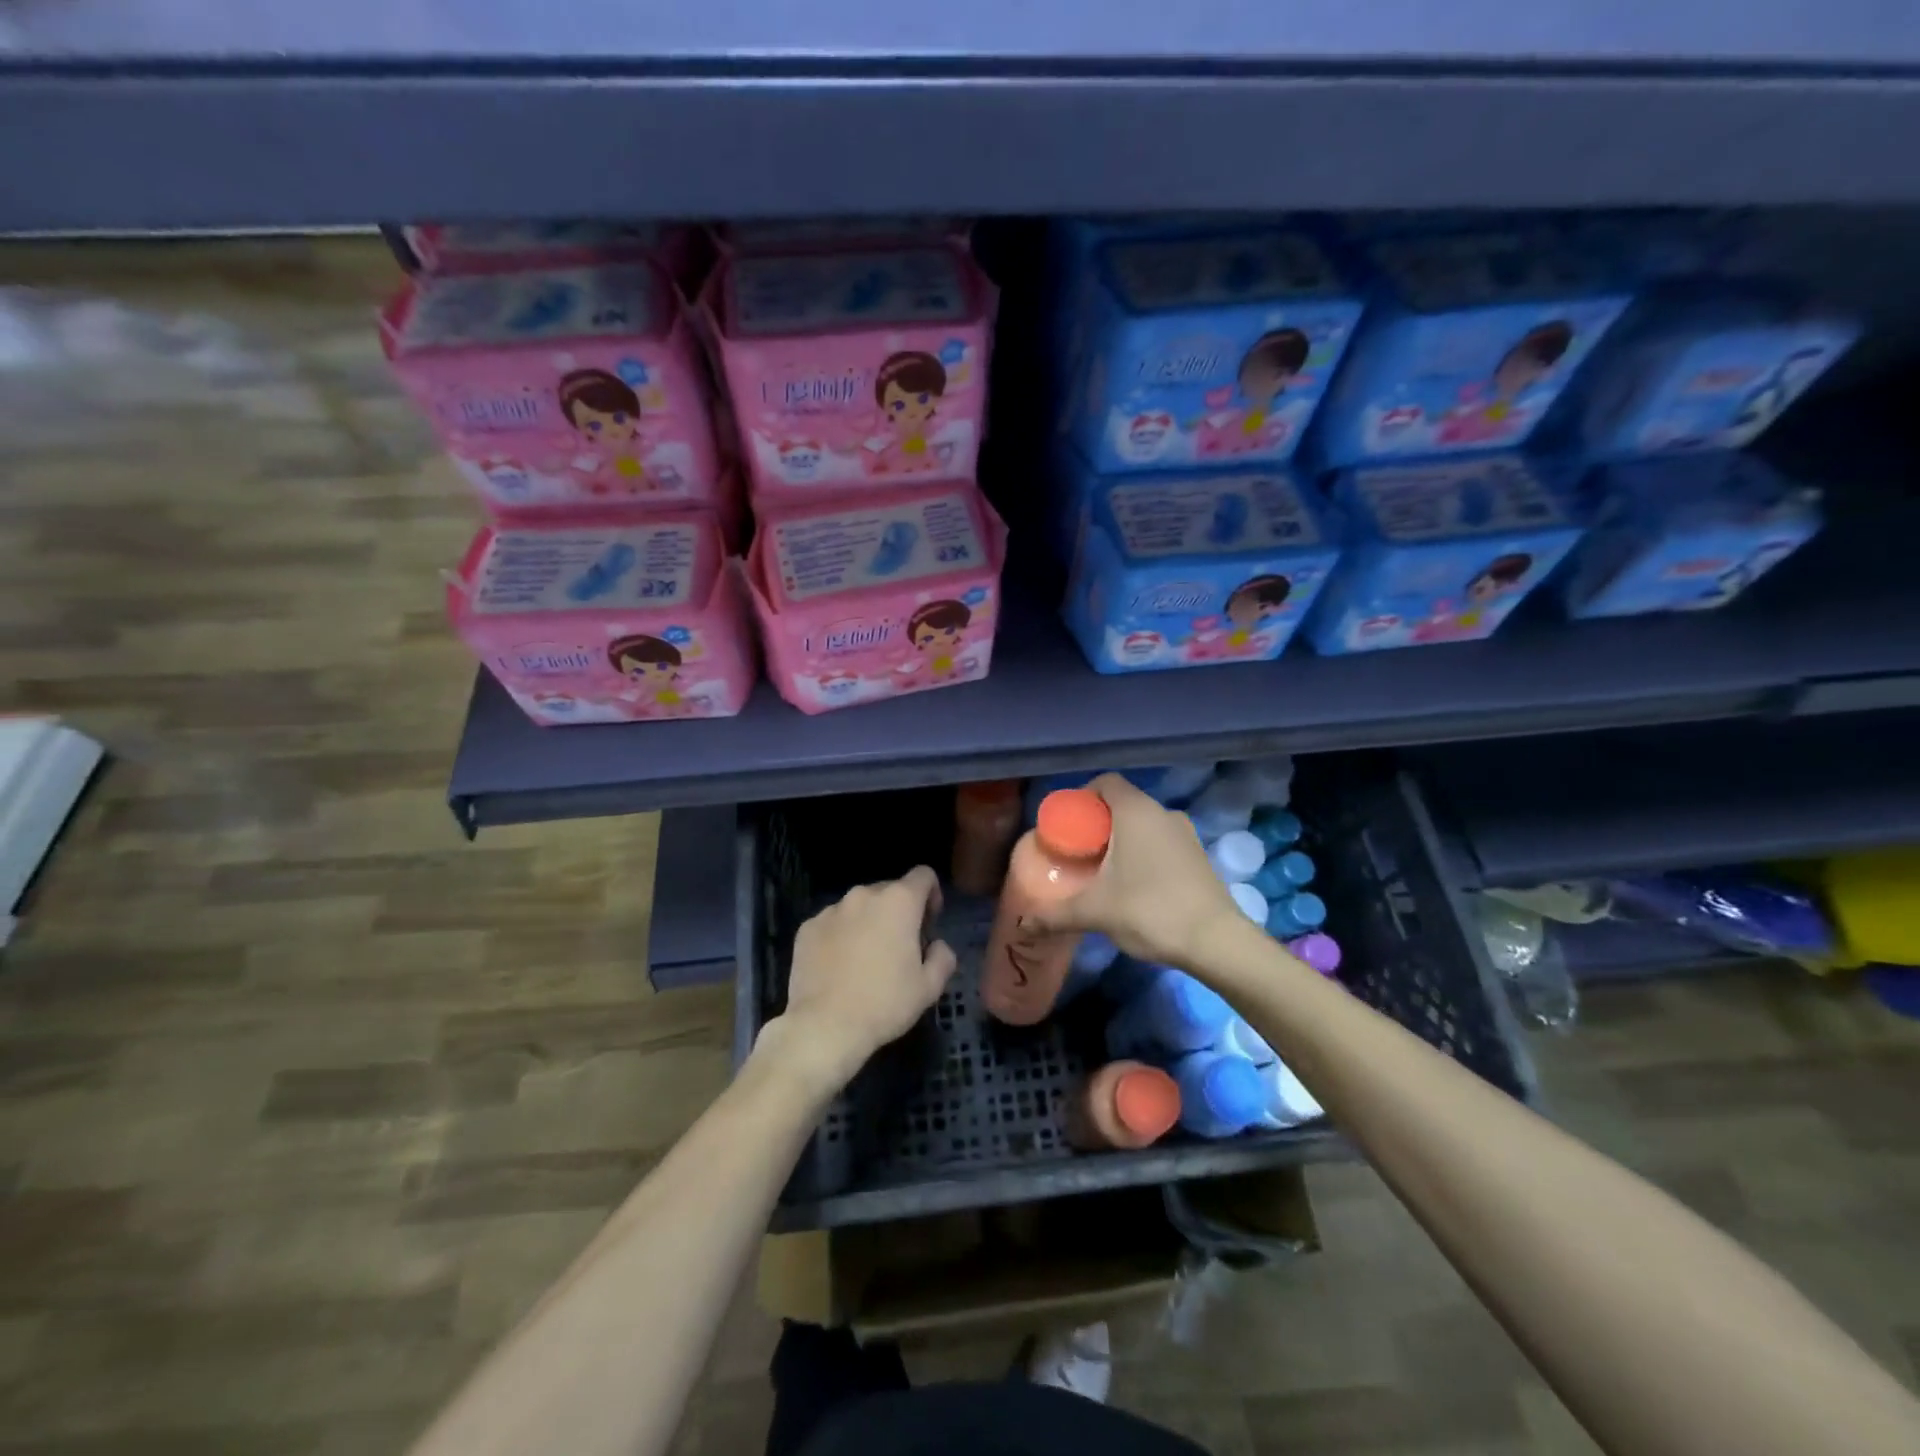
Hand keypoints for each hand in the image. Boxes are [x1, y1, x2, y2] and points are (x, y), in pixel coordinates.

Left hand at [759, 866, 957, 1096]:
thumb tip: (937, 945)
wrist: (825, 1026)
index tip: (928, 924)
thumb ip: (943, 957)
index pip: (924, 875)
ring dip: (868, 922)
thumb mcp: (929, 987)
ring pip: (859, 906)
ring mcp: (831, 909)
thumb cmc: (884, 1004)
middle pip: (890, 890)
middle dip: (899, 911)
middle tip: (899, 947)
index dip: (931, 895)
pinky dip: (840, 935)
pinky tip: (839, 966)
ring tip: (865, 959)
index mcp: (899, 902)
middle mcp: (864, 895)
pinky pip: (833, 923)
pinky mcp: (807, 927)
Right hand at [1023, 773, 1246, 968]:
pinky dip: (1143, 853)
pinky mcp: (1198, 856)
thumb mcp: (1095, 912)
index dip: (1082, 797)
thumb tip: (1024, 923)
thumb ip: (1055, 914)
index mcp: (1136, 811)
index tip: (1067, 823)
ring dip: (1122, 839)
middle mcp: (1162, 813)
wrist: (1216, 941)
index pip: (1105, 782)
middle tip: (1077, 850)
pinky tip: (1132, 884)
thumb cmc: (1150, 911)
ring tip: (1102, 869)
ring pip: (1143, 824)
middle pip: (1122, 803)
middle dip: (1097, 823)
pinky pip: (1161, 842)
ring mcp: (1185, 834)